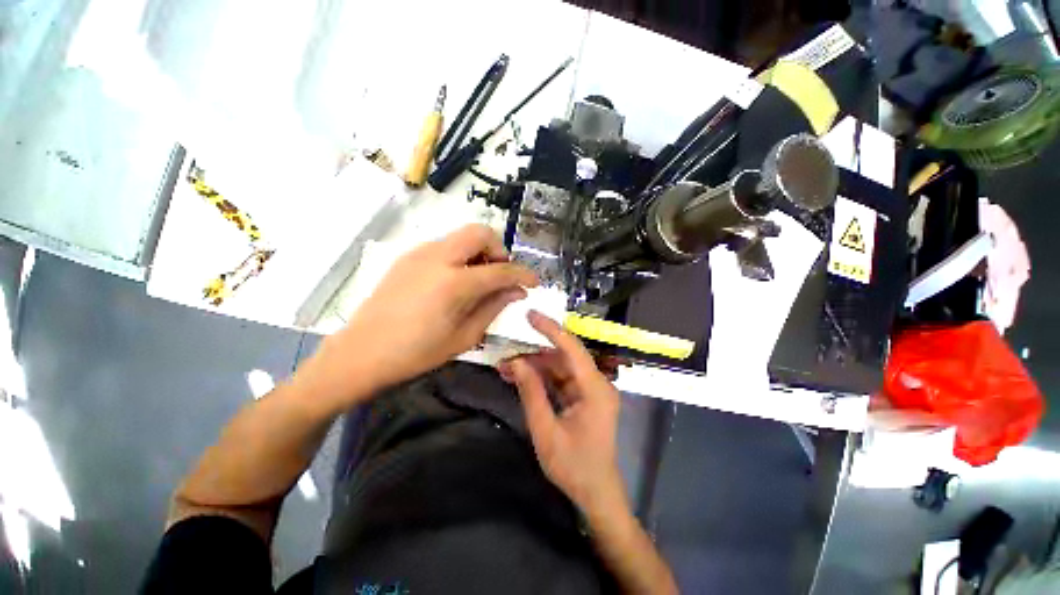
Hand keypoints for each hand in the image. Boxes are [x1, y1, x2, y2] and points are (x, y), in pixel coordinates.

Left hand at [301, 225, 537, 405]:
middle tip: (500, 275)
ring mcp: (420, 253)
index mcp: (454, 283)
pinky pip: (445, 246)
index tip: (534, 282)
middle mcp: (438, 258)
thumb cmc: (416, 353)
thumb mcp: (464, 337)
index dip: (523, 274)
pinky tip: (455, 281)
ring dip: (479, 252)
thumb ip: (493, 307)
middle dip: (499, 250)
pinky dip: (460, 256)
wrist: (361, 352)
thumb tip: (517, 291)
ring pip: (461, 236)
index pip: (501, 269)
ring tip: (478, 280)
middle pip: (480, 232)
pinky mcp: (408, 256)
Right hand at [499, 311, 626, 517]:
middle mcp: (596, 383)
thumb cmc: (573, 466)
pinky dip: (542, 379)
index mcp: (594, 389)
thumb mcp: (546, 431)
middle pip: (563, 358)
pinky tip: (521, 379)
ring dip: (535, 368)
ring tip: (507, 370)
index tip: (530, 315)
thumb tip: (516, 362)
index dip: (550, 329)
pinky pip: (561, 380)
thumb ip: (531, 393)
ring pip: (560, 368)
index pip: (572, 348)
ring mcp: (591, 390)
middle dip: (533, 356)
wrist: (596, 494)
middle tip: (505, 358)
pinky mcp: (584, 397)